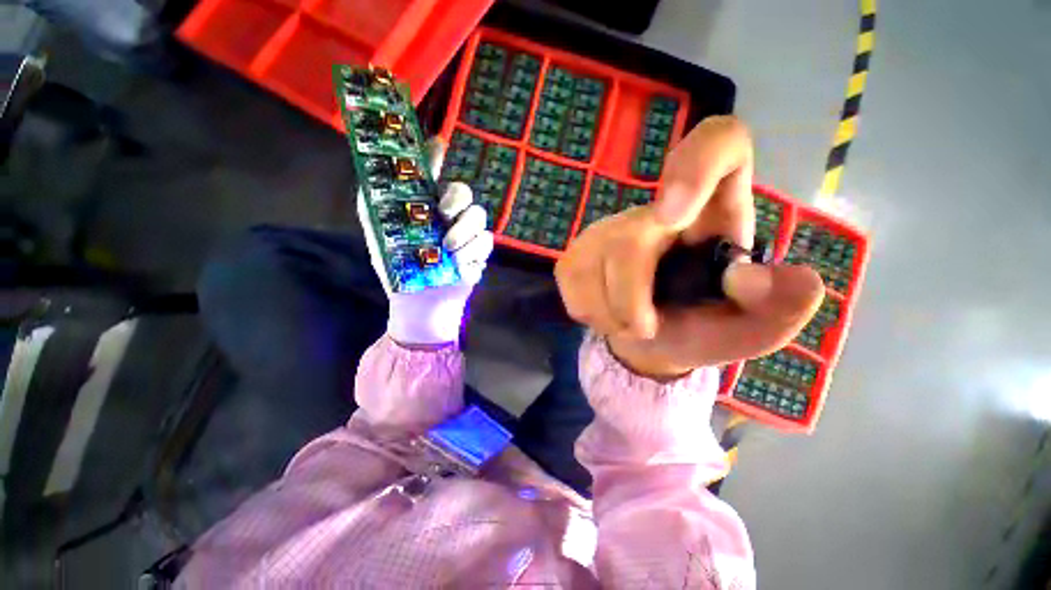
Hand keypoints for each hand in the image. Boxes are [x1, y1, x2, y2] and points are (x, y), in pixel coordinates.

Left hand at [358, 139, 493, 345]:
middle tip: (444, 211)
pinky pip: (485, 241)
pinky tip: (459, 262)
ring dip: (463, 230)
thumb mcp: (377, 230)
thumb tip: (372, 167)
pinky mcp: (479, 252)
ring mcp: (466, 233)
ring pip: (478, 215)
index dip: (434, 155)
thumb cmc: (396, 265)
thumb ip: (372, 199)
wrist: (419, 300)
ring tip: (447, 247)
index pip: (432, 172)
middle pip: (463, 190)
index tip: (437, 142)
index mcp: (424, 205)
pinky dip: (472, 250)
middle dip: (456, 197)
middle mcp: (447, 214)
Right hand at [555, 116, 824, 378]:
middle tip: (643, 328)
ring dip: (610, 311)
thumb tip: (747, 276)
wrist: (651, 340)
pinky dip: (589, 310)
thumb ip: (779, 305)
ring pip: (592, 263)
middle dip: (629, 295)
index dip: (695, 163)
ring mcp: (607, 230)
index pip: (718, 143)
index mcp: (716, 209)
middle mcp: (657, 210)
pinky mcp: (576, 253)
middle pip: (629, 237)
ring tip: (630, 323)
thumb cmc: (704, 328)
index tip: (670, 216)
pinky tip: (607, 313)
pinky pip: (571, 281)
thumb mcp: (757, 327)